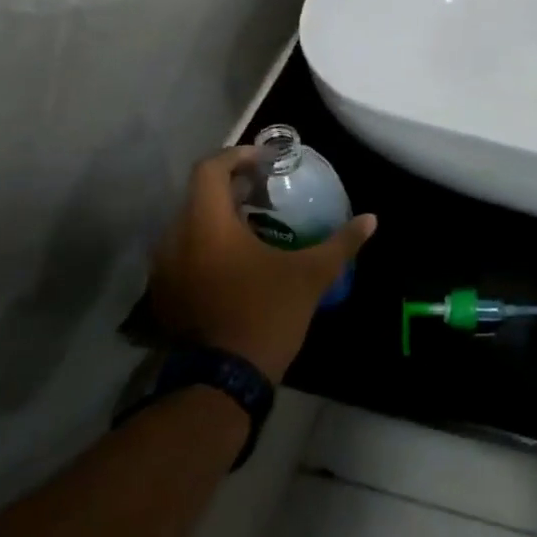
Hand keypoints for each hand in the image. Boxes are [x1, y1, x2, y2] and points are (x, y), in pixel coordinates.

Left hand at [149, 146, 376, 382]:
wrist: (224, 380)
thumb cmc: (268, 313)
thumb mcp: (311, 275)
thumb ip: (341, 242)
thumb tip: (371, 219)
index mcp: (208, 225)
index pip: (210, 169)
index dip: (238, 156)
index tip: (266, 162)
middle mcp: (176, 239)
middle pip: (198, 194)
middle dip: (231, 186)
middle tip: (265, 192)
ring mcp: (165, 269)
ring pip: (188, 224)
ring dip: (217, 216)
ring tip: (253, 224)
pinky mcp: (165, 294)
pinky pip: (182, 252)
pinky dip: (206, 243)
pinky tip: (234, 260)